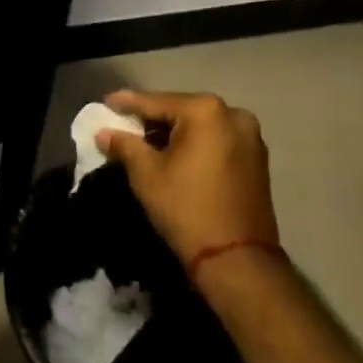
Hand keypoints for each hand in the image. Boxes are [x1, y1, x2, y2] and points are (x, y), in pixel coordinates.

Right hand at [96, 90, 278, 271]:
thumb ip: (124, 145)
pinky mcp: (258, 159)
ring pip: (200, 126)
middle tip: (125, 124)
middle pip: (180, 110)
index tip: (106, 102)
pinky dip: (196, 144)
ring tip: (147, 141)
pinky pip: (217, 140)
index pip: (156, 101)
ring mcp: (250, 137)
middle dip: (153, 118)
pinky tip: (176, 154)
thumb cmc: (187, 209)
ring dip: (175, 132)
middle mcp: (233, 114)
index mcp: (205, 111)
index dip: (127, 103)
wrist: (238, 261)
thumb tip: (104, 132)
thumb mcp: (146, 174)